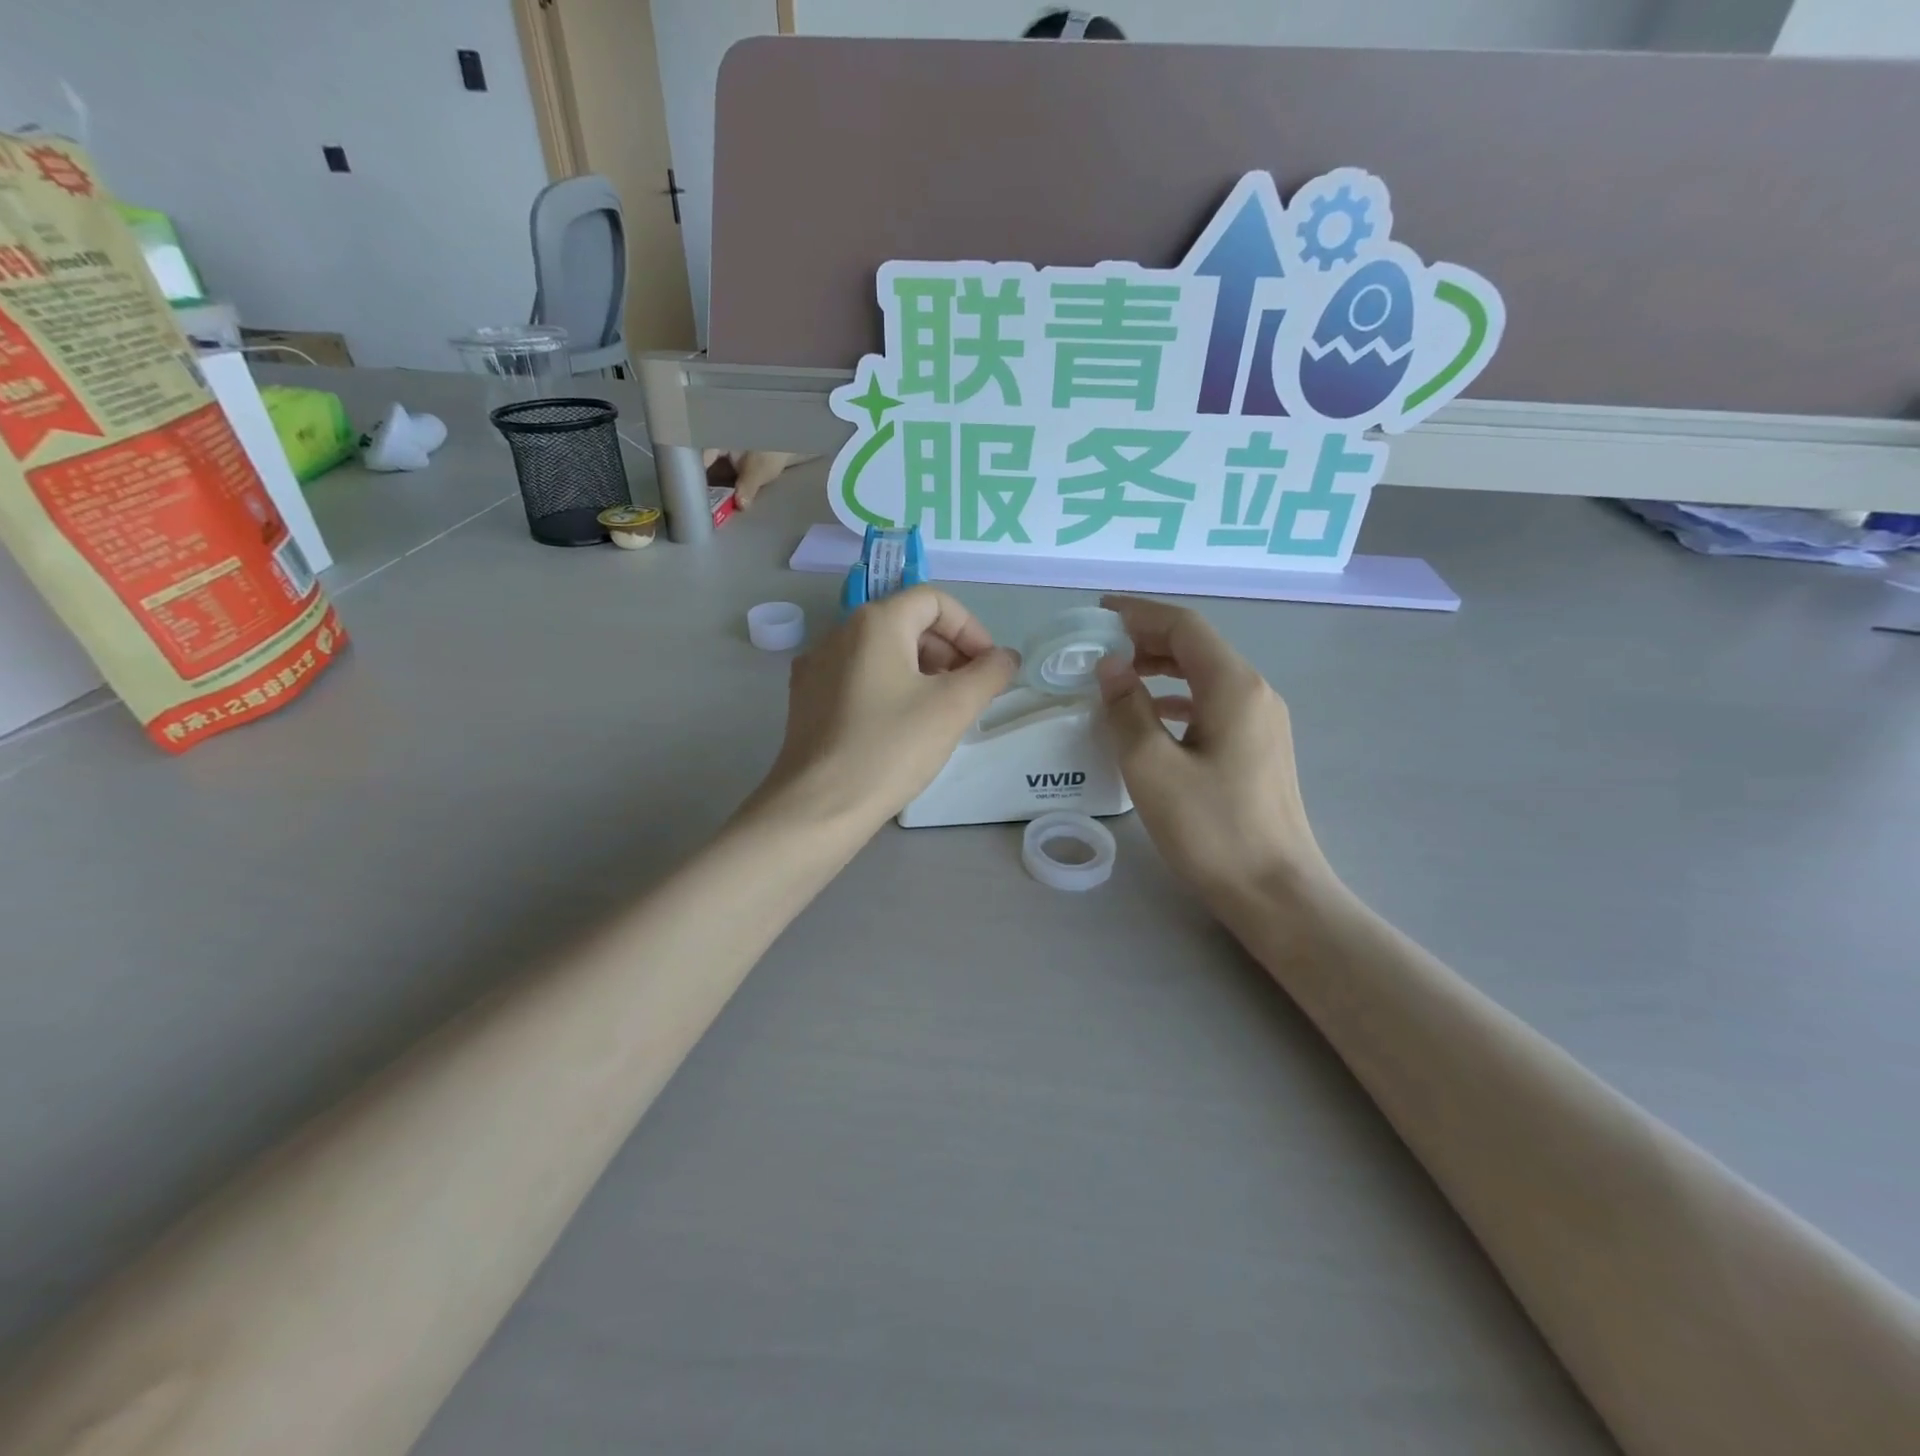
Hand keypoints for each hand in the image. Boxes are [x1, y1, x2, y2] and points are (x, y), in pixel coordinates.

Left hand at [752, 587, 1018, 833]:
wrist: (819, 806)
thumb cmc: (891, 748)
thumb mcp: (953, 708)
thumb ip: (989, 673)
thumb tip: (1005, 657)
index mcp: (875, 622)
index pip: (934, 601)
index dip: (970, 629)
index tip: (987, 668)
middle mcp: (839, 632)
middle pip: (907, 623)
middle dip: (947, 651)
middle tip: (969, 693)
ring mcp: (816, 666)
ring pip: (882, 652)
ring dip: (921, 671)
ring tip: (940, 712)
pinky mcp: (807, 699)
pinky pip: (858, 677)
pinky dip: (889, 688)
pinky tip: (901, 727)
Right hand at [1096, 595, 1331, 906]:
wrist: (1275, 892)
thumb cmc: (1211, 829)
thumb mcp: (1152, 768)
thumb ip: (1127, 709)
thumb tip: (1110, 667)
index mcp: (1233, 686)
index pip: (1184, 627)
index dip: (1139, 613)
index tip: (1097, 614)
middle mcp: (1255, 692)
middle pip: (1197, 646)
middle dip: (1147, 638)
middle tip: (1099, 647)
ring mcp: (1263, 721)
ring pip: (1205, 675)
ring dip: (1161, 668)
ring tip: (1118, 677)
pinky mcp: (1259, 748)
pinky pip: (1213, 703)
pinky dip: (1178, 698)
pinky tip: (1152, 715)